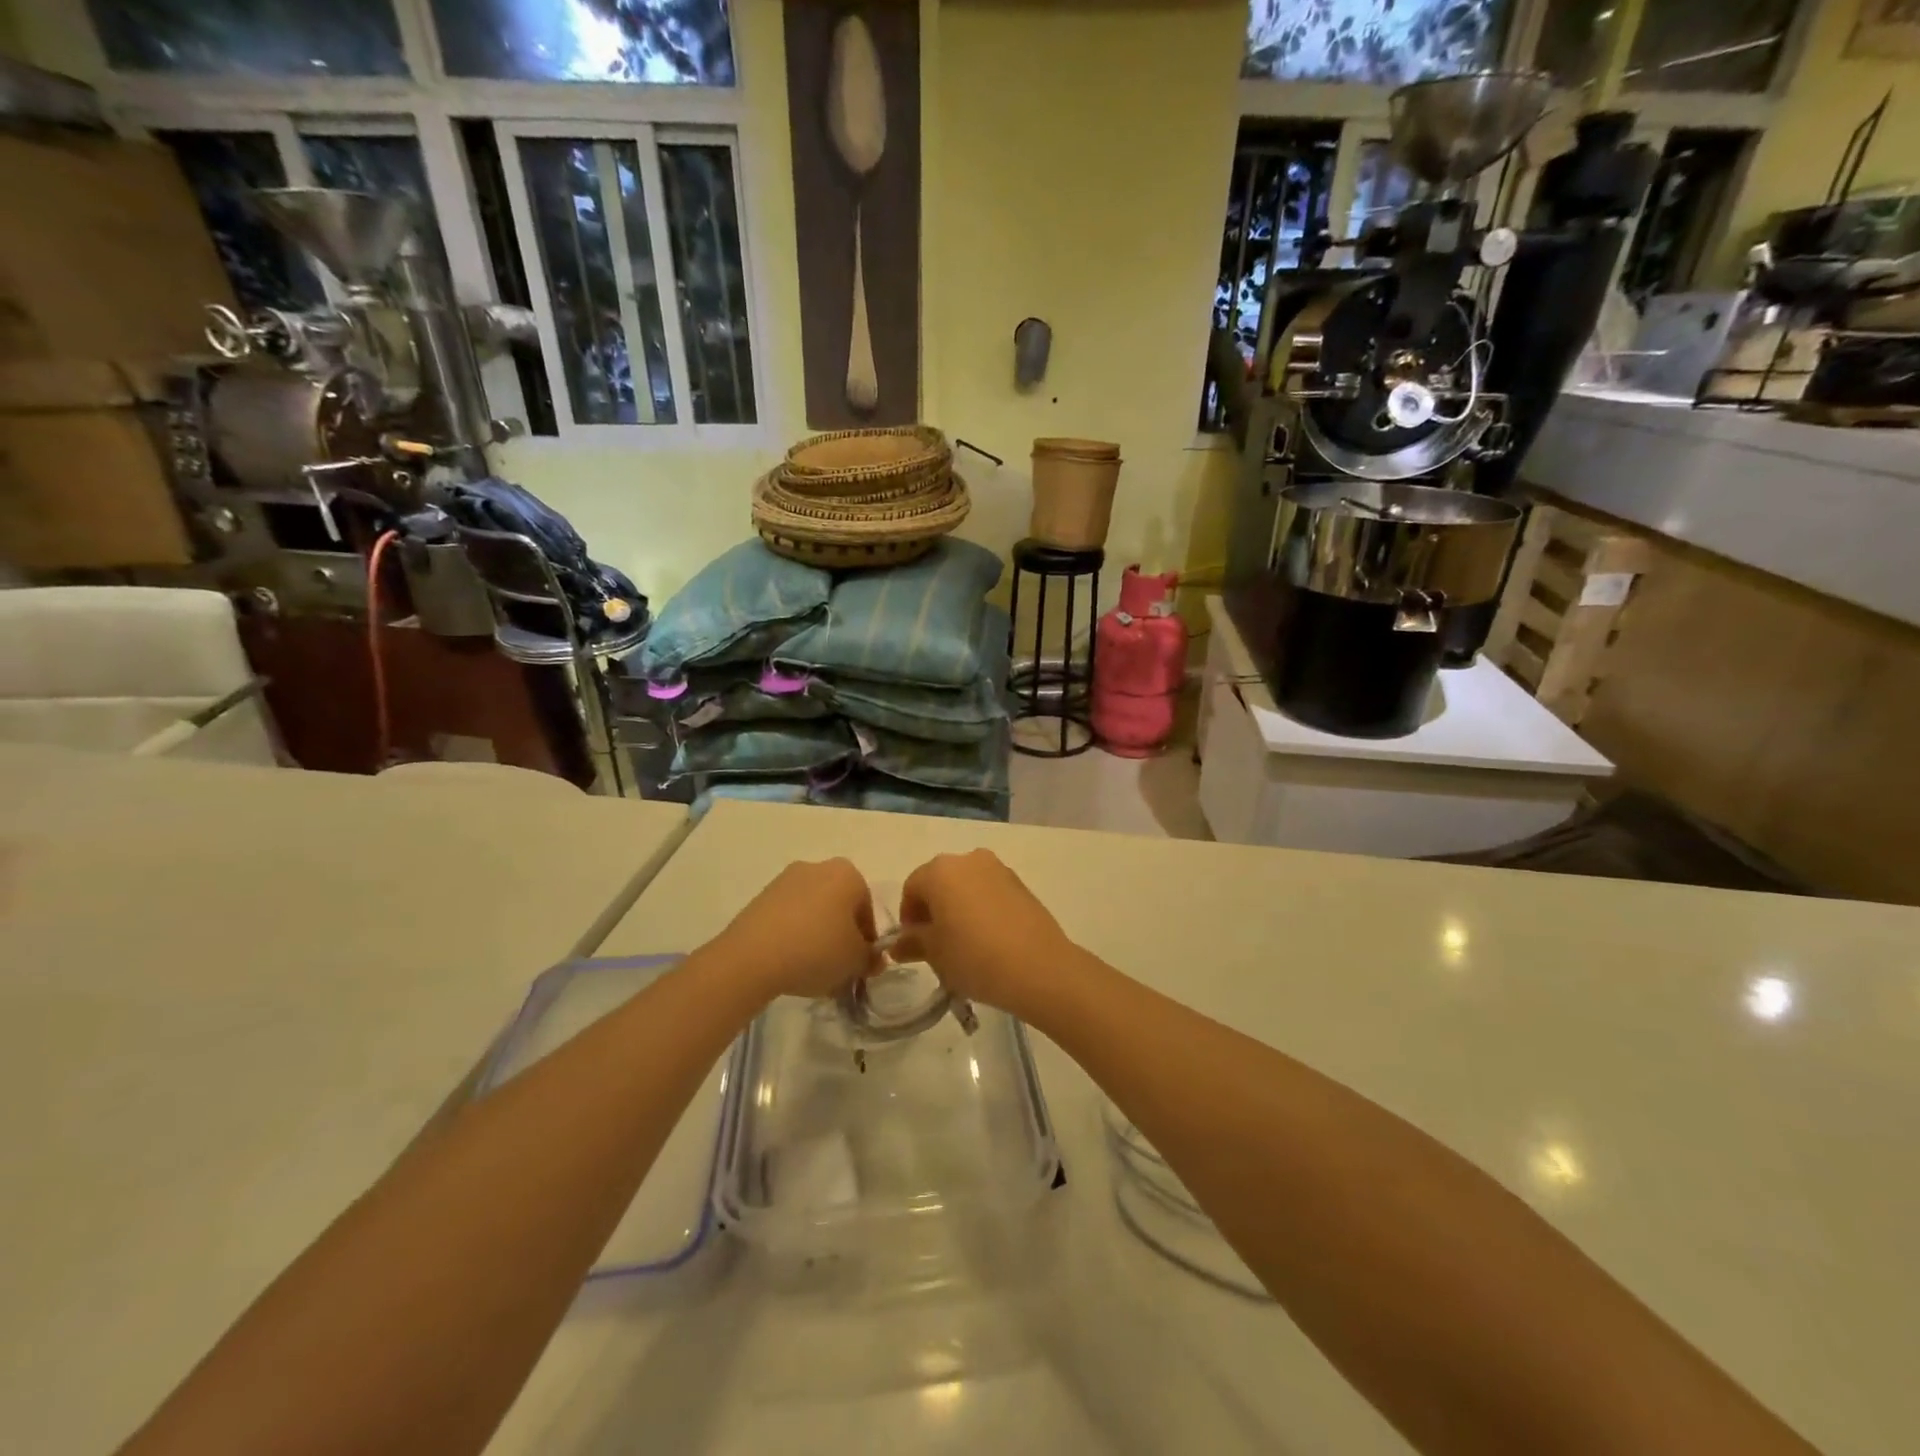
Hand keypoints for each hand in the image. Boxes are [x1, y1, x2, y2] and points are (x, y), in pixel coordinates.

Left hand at [708, 859, 878, 999]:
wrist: (752, 957)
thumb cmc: (817, 950)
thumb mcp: (856, 961)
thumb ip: (871, 959)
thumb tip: (873, 959)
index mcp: (848, 874)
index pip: (867, 910)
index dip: (867, 941)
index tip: (859, 964)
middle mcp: (817, 867)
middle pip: (839, 906)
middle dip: (841, 934)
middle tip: (838, 967)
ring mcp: (785, 880)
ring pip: (813, 911)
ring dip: (816, 935)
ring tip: (810, 968)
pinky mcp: (760, 897)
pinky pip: (788, 917)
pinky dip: (793, 935)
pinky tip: (788, 961)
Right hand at [891, 850, 1074, 1014]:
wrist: (1039, 967)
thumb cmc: (974, 956)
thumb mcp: (935, 954)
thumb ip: (912, 943)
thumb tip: (897, 944)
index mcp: (940, 870)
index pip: (911, 888)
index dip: (908, 917)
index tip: (914, 945)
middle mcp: (968, 859)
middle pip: (939, 882)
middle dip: (933, 910)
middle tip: (936, 945)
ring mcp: (998, 869)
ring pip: (966, 886)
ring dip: (958, 908)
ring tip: (964, 943)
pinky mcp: (1021, 883)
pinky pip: (990, 892)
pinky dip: (982, 908)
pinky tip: (989, 939)